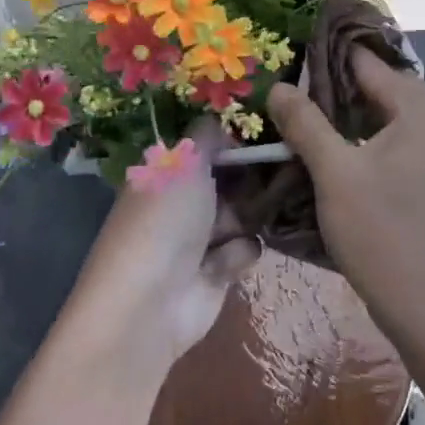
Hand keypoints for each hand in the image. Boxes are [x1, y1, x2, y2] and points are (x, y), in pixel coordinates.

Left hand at [70, 121, 261, 376]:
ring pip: (243, 214)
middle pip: (229, 181)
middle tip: (274, 173)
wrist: (150, 304)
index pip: (203, 150)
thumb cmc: (164, 221)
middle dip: (249, 179)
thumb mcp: (184, 162)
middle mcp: (180, 204)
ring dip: (247, 217)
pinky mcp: (217, 273)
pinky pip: (244, 249)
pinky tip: (225, 262)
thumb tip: (220, 121)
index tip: (261, 136)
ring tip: (246, 220)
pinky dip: (238, 254)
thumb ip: (206, 136)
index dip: (230, 143)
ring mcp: (198, 240)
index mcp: (164, 174)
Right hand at [266, 50, 424, 343]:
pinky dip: (359, 137)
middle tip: (284, 87)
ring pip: (382, 115)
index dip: (325, 57)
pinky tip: (326, 148)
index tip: (285, 55)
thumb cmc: (382, 232)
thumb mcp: (335, 173)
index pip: (368, 63)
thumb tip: (278, 86)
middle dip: (331, 85)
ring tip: (297, 115)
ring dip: (343, 114)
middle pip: (377, 86)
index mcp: (421, 109)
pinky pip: (390, 139)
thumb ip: (306, 123)